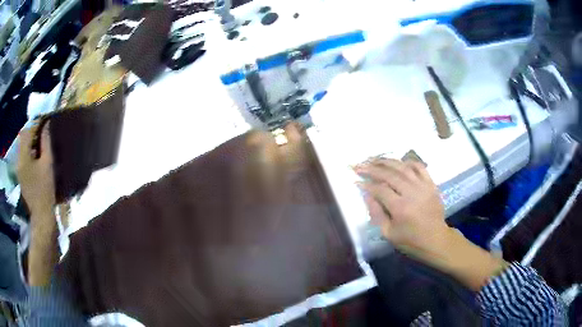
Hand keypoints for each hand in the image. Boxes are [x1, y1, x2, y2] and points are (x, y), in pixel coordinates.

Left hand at [17, 121, 55, 217]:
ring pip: (22, 145)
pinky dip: (28, 149)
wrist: (41, 214)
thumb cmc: (45, 189)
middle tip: (42, 129)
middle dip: (31, 130)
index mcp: (23, 157)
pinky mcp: (20, 174)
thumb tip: (46, 124)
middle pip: (23, 137)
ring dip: (29, 140)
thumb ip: (46, 142)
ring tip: (39, 140)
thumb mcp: (47, 164)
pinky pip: (22, 155)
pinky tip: (35, 154)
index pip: (27, 131)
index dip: (35, 123)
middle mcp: (18, 159)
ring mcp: (18, 167)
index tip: (44, 120)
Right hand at [355, 158, 507, 290]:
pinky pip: (419, 167)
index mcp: (401, 208)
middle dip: (372, 168)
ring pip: (403, 167)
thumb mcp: (388, 234)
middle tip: (360, 165)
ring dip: (387, 161)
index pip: (380, 189)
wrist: (436, 240)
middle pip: (389, 174)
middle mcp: (412, 193)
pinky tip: (398, 162)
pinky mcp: (431, 184)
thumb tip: (367, 194)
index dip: (366, 184)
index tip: (356, 180)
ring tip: (374, 159)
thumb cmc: (410, 240)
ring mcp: (423, 186)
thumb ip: (376, 213)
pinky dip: (407, 162)